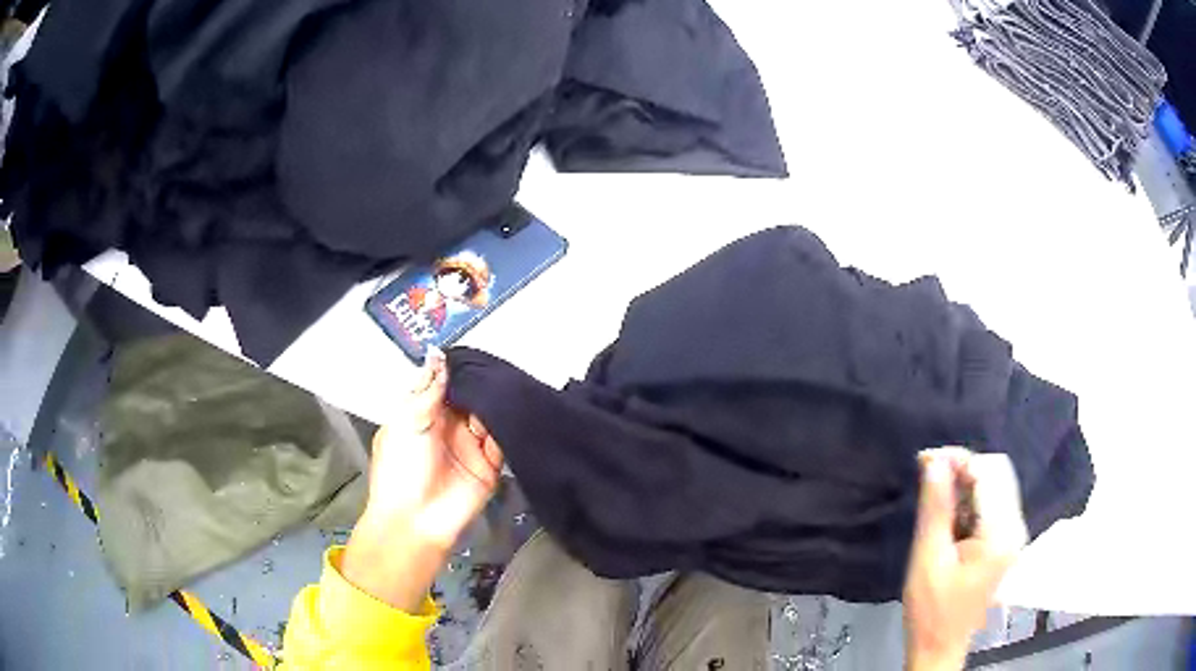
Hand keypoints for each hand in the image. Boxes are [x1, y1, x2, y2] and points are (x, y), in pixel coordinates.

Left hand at [342, 347, 503, 610]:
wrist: (414, 520)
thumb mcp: (407, 421)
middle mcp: (448, 428)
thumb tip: (439, 355)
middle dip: (481, 385)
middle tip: (498, 366)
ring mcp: (470, 447)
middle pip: (469, 399)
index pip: (443, 385)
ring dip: (497, 404)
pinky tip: (516, 411)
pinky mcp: (489, 466)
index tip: (474, 351)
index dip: (456, 369)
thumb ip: (428, 390)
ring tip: (509, 385)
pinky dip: (509, 428)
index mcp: (422, 415)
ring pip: (488, 417)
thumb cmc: (400, 468)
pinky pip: (502, 441)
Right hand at [903, 448, 1028, 670]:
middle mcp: (1016, 526)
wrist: (939, 648)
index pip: (989, 471)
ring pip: (995, 484)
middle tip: (928, 479)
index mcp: (1001, 533)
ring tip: (936, 502)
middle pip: (997, 472)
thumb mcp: (927, 559)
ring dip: (965, 484)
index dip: (958, 459)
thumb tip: (934, 461)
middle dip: (962, 468)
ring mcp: (1013, 534)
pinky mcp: (1006, 541)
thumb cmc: (931, 610)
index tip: (924, 462)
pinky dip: (971, 500)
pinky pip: (993, 503)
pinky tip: (950, 518)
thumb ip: (936, 508)